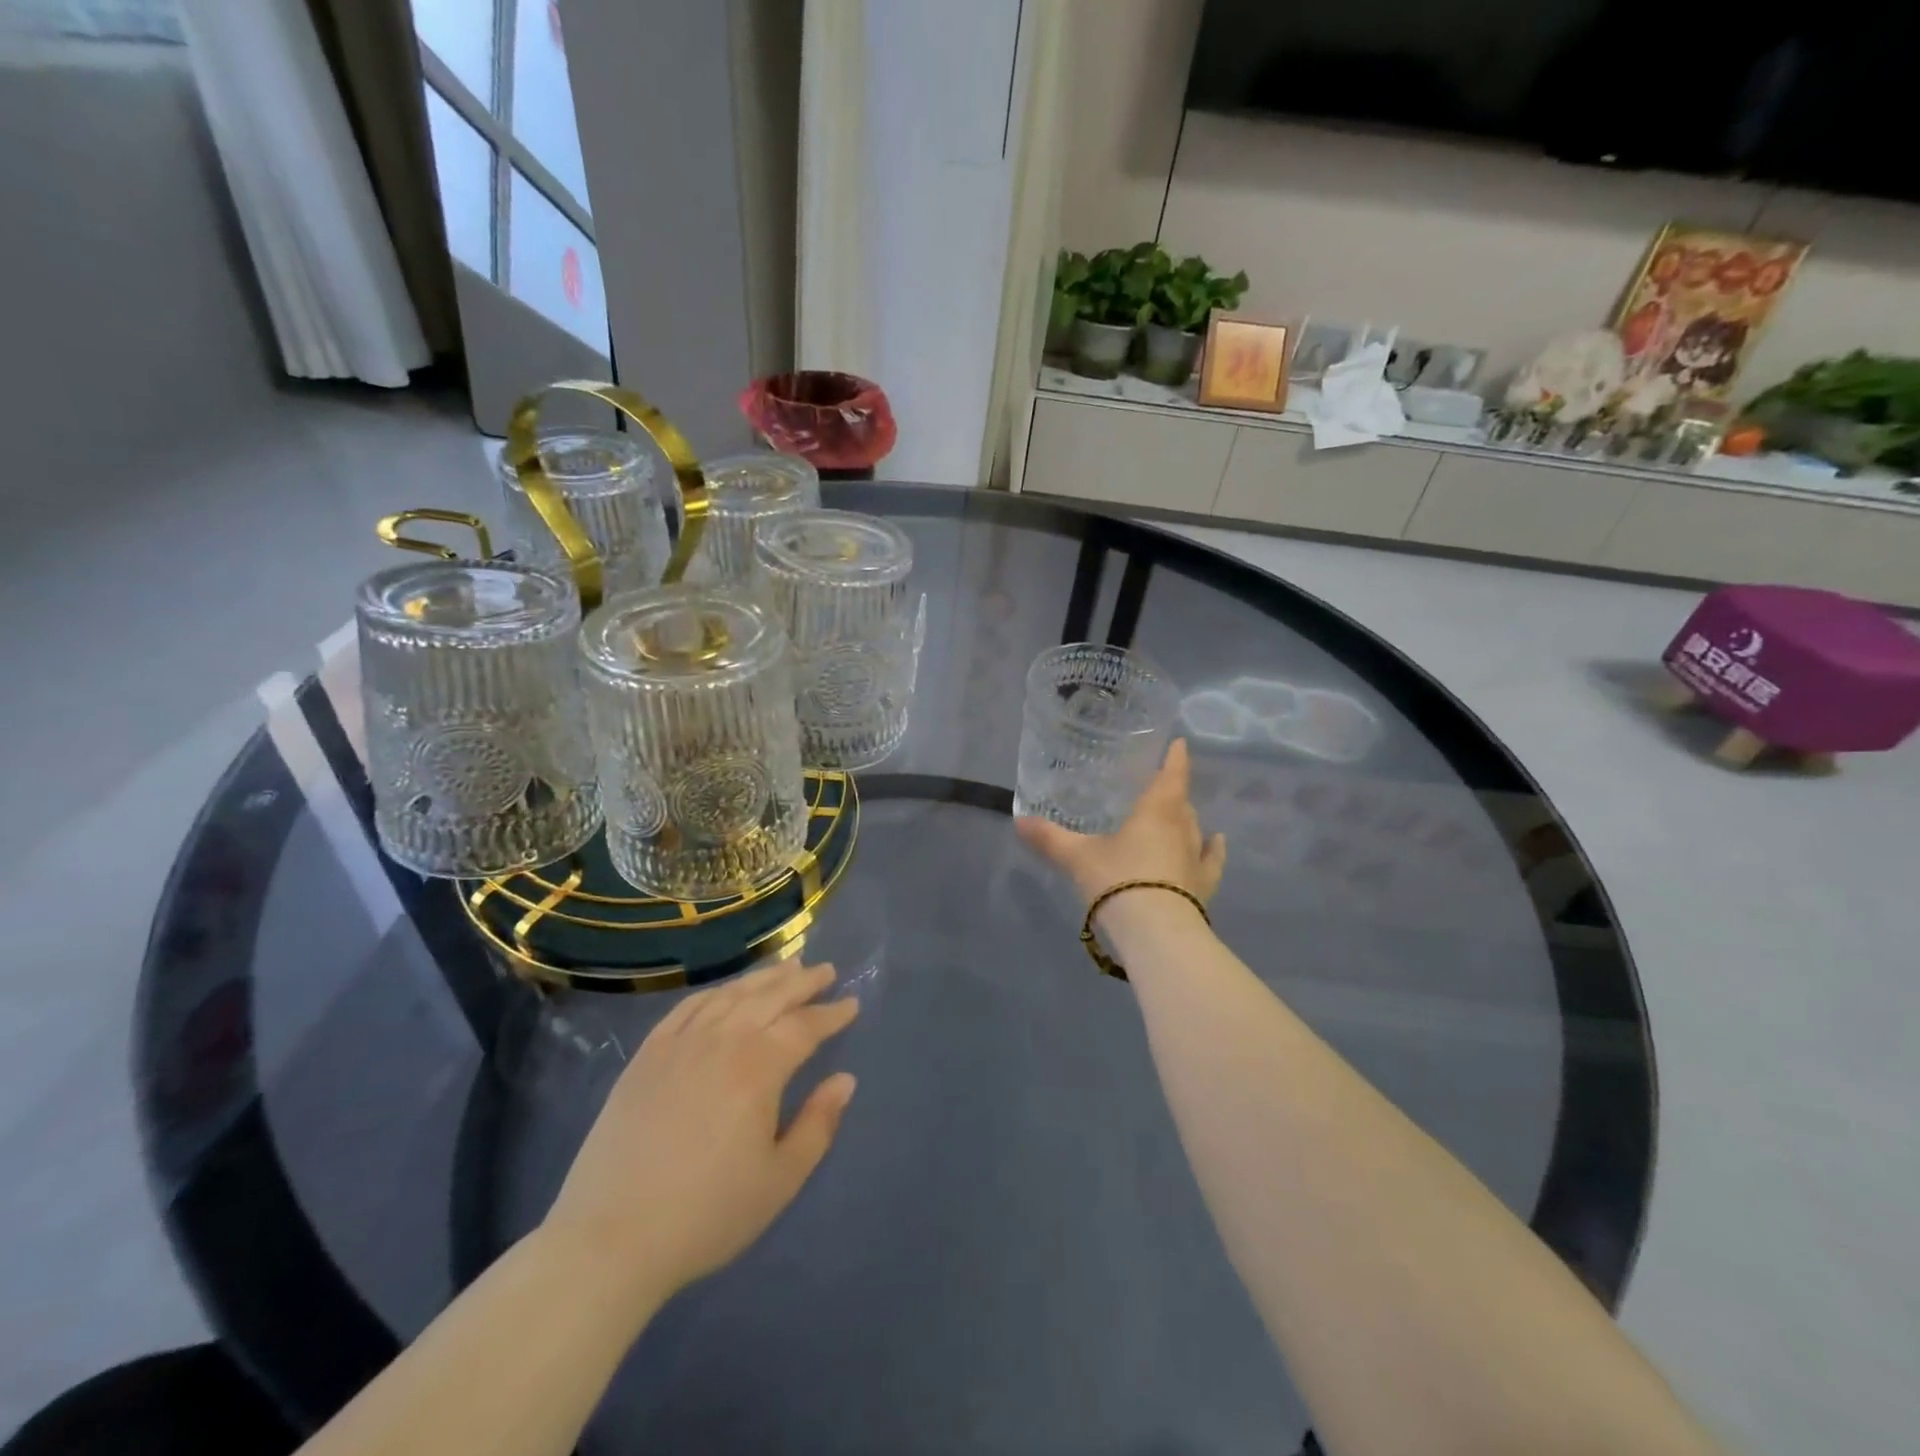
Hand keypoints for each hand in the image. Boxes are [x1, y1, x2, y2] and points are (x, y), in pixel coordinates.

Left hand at [542, 959, 858, 1310]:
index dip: (831, 1014)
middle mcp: (722, 1041)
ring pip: (731, 994)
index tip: (852, 1003)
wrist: (610, 1240)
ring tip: (787, 966)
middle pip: (770, 997)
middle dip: (803, 982)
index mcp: (758, 1068)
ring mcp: (680, 1043)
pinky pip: (689, 1007)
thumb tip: (845, 1079)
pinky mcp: (647, 1055)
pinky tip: (728, 991)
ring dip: (764, 978)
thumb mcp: (779, 1180)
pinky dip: (717, 992)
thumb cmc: (706, 1214)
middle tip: (826, 970)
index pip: (804, 1026)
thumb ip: (818, 1124)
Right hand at [1016, 738, 1226, 910]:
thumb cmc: (1117, 881)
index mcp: (1155, 812)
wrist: (1156, 933)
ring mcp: (1196, 858)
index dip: (1175, 758)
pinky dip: (1213, 849)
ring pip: (1195, 829)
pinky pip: (1211, 860)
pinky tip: (1216, 842)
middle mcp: (1181, 829)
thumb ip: (1049, 838)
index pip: (1170, 776)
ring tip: (1178, 814)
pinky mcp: (1204, 886)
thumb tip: (1019, 821)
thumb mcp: (1076, 857)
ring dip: (1187, 819)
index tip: (1180, 743)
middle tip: (1158, 786)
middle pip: (1180, 803)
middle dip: (1172, 792)